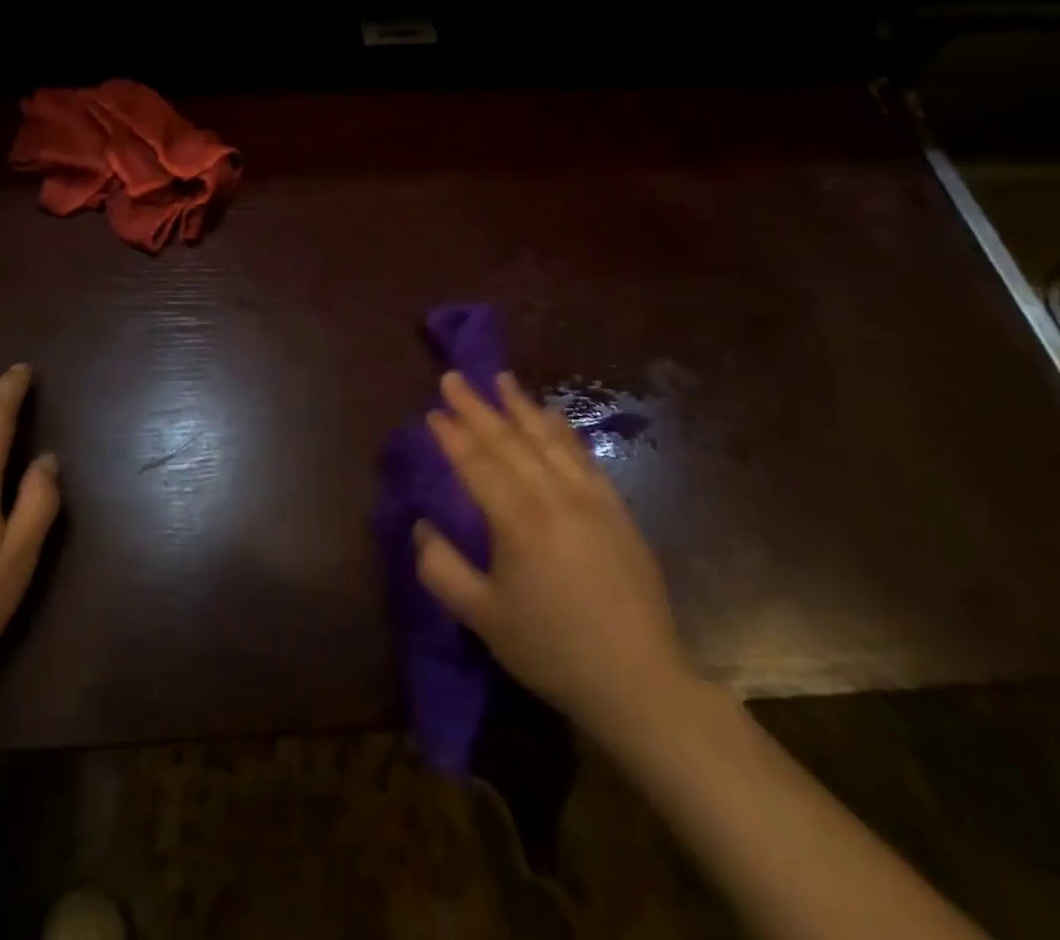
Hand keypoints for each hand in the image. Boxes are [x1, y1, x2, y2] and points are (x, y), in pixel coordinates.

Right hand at [415, 370, 694, 748]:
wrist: (638, 681)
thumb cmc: (552, 649)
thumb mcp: (483, 617)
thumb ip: (442, 568)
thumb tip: (421, 526)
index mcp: (519, 521)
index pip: (477, 464)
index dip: (453, 435)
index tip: (433, 411)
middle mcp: (554, 496)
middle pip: (508, 440)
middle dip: (477, 407)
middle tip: (453, 378)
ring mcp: (590, 497)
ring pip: (547, 439)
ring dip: (519, 406)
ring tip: (500, 379)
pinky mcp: (615, 507)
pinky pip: (582, 455)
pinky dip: (561, 430)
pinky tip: (550, 415)